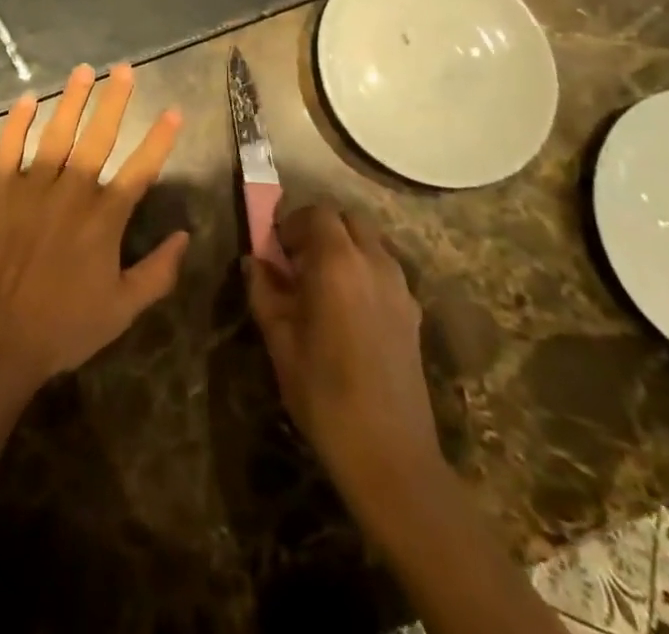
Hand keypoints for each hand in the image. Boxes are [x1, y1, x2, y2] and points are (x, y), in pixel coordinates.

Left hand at [0, 64, 189, 390]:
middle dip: (115, 100)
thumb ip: (159, 272)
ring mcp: (32, 187)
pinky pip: (8, 147)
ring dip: (72, 99)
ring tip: (83, 71)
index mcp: (105, 218)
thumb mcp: (123, 309)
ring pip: (56, 132)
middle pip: (99, 136)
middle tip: (124, 69)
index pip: (140, 169)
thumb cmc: (66, 326)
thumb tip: (185, 237)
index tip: (173, 110)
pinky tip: (28, 99)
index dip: (159, 138)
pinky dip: (17, 122)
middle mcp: (72, 192)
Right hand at [245, 204, 442, 495]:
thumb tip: (255, 262)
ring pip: (370, 241)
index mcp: (337, 262)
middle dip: (320, 228)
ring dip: (344, 246)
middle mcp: (373, 262)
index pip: (316, 213)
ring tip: (323, 284)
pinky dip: (364, 269)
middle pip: (347, 219)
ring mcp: (399, 286)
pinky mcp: (413, 312)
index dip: (292, 223)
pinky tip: (349, 308)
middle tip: (298, 260)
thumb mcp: (279, 339)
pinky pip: (385, 268)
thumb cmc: (323, 392)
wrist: (389, 454)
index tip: (276, 249)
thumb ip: (264, 291)